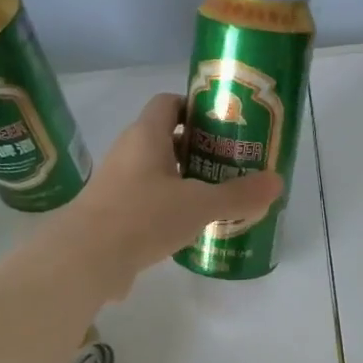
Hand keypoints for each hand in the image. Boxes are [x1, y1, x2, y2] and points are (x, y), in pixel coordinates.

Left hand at [49, 93, 283, 295]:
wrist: (84, 259)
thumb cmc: (142, 216)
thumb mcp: (199, 205)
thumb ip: (239, 194)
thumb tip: (278, 182)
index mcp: (146, 135)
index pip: (169, 103)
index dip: (195, 106)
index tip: (223, 123)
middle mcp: (128, 151)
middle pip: (166, 137)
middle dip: (198, 147)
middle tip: (230, 162)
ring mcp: (116, 182)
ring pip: (156, 170)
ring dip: (184, 179)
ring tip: (216, 194)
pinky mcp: (112, 212)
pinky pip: (146, 198)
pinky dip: (168, 205)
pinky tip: (189, 226)